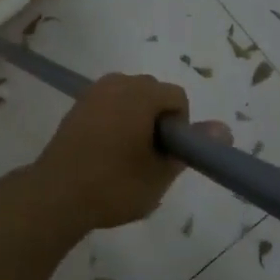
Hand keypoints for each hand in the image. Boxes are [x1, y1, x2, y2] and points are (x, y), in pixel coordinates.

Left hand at [30, 72, 230, 230]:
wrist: (54, 196)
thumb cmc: (114, 185)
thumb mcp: (160, 173)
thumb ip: (193, 147)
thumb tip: (224, 129)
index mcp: (141, 93)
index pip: (177, 98)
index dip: (179, 127)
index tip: (166, 156)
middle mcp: (117, 83)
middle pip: (153, 93)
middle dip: (158, 121)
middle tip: (148, 158)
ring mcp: (93, 92)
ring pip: (130, 99)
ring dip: (137, 120)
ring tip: (127, 157)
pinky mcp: (77, 106)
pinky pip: (109, 105)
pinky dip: (116, 121)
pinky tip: (106, 153)